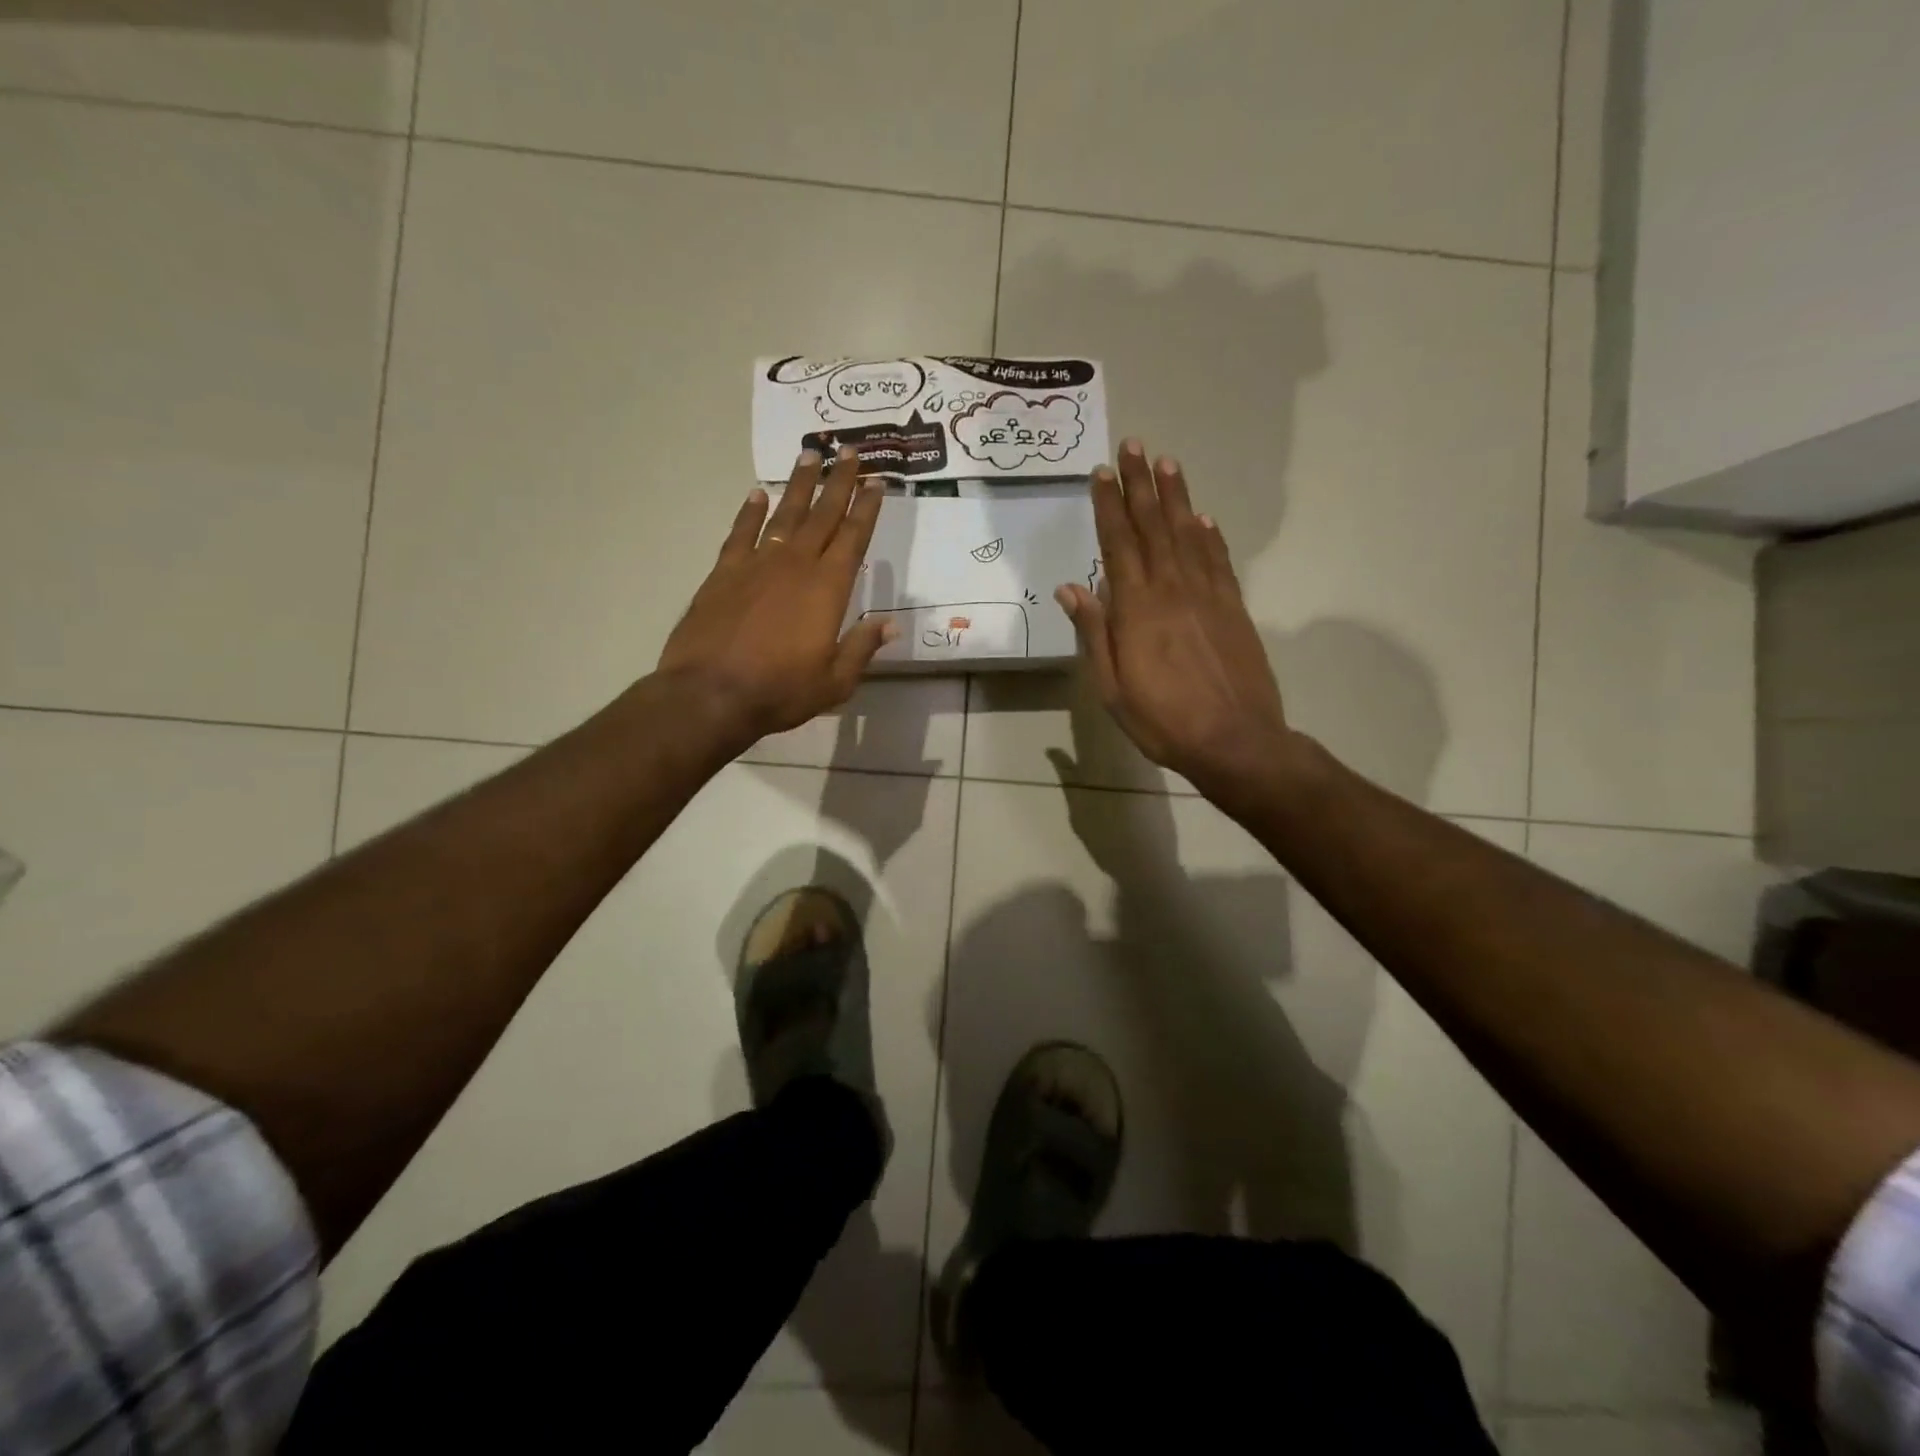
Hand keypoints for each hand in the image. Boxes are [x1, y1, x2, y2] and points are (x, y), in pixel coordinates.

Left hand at [659, 446, 892, 747]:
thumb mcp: (835, 681)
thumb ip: (862, 647)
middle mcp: (795, 565)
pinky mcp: (724, 573)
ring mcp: (756, 564)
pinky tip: (758, 494)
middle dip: (839, 482)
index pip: (853, 538)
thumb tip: (891, 623)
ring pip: (784, 514)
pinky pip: (741, 533)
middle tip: (850, 452)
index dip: (866, 508)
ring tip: (810, 456)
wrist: (711, 694)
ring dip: (799, 485)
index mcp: (827, 589)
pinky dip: (750, 512)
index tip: (877, 482)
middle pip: (822, 515)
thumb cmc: (780, 690)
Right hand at [1055, 440, 1293, 803]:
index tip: (1101, 472)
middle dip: (1141, 485)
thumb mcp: (1111, 687)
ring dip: (1176, 496)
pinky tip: (1202, 516)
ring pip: (1188, 534)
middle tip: (1133, 445)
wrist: (1236, 740)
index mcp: (1137, 608)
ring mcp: (1208, 595)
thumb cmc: (1163, 719)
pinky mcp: (1234, 607)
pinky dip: (1209, 534)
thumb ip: (1094, 633)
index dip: (1109, 506)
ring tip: (1167, 462)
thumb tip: (1071, 587)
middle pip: (1153, 527)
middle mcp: (1172, 588)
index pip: (1118, 544)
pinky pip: (1218, 560)